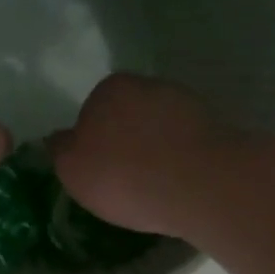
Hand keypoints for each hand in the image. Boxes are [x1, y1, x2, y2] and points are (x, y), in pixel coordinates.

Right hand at [50, 75, 237, 236]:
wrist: (200, 185)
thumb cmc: (124, 175)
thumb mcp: (72, 170)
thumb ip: (60, 150)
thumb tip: (58, 139)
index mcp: (109, 89)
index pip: (91, 110)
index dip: (92, 141)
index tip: (98, 169)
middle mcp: (148, 86)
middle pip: (128, 116)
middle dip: (126, 141)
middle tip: (124, 179)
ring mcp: (186, 103)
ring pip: (160, 128)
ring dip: (156, 150)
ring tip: (154, 187)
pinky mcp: (216, 126)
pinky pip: (187, 144)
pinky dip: (181, 160)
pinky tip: (179, 186)